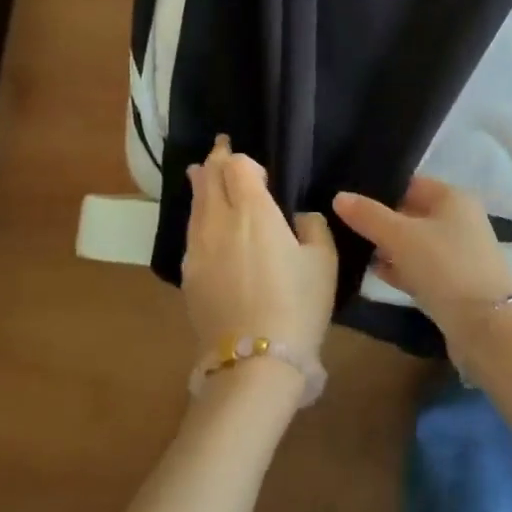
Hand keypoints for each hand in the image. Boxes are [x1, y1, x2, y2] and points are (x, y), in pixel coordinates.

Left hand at [182, 136, 336, 375]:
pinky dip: (197, 216)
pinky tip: (203, 223)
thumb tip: (298, 217)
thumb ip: (312, 226)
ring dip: (200, 185)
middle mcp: (217, 222)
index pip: (236, 166)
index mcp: (252, 211)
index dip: (243, 160)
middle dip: (215, 161)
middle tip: (219, 149)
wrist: (254, 362)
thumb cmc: (297, 304)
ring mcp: (197, 250)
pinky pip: (191, 233)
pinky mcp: (187, 276)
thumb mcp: (323, 261)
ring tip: (200, 173)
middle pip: (208, 179)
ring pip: (194, 205)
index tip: (255, 167)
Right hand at [333, 176, 511, 348]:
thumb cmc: (444, 266)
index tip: (346, 198)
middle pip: (411, 214)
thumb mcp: (400, 236)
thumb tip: (339, 197)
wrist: (486, 326)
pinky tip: (375, 274)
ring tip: (352, 249)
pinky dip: (400, 269)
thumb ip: (368, 216)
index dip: (379, 189)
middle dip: (379, 221)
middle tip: (342, 226)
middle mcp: (459, 220)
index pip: (410, 183)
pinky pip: (420, 268)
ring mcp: (458, 253)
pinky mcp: (454, 283)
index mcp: (453, 198)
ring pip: (414, 243)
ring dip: (388, 248)